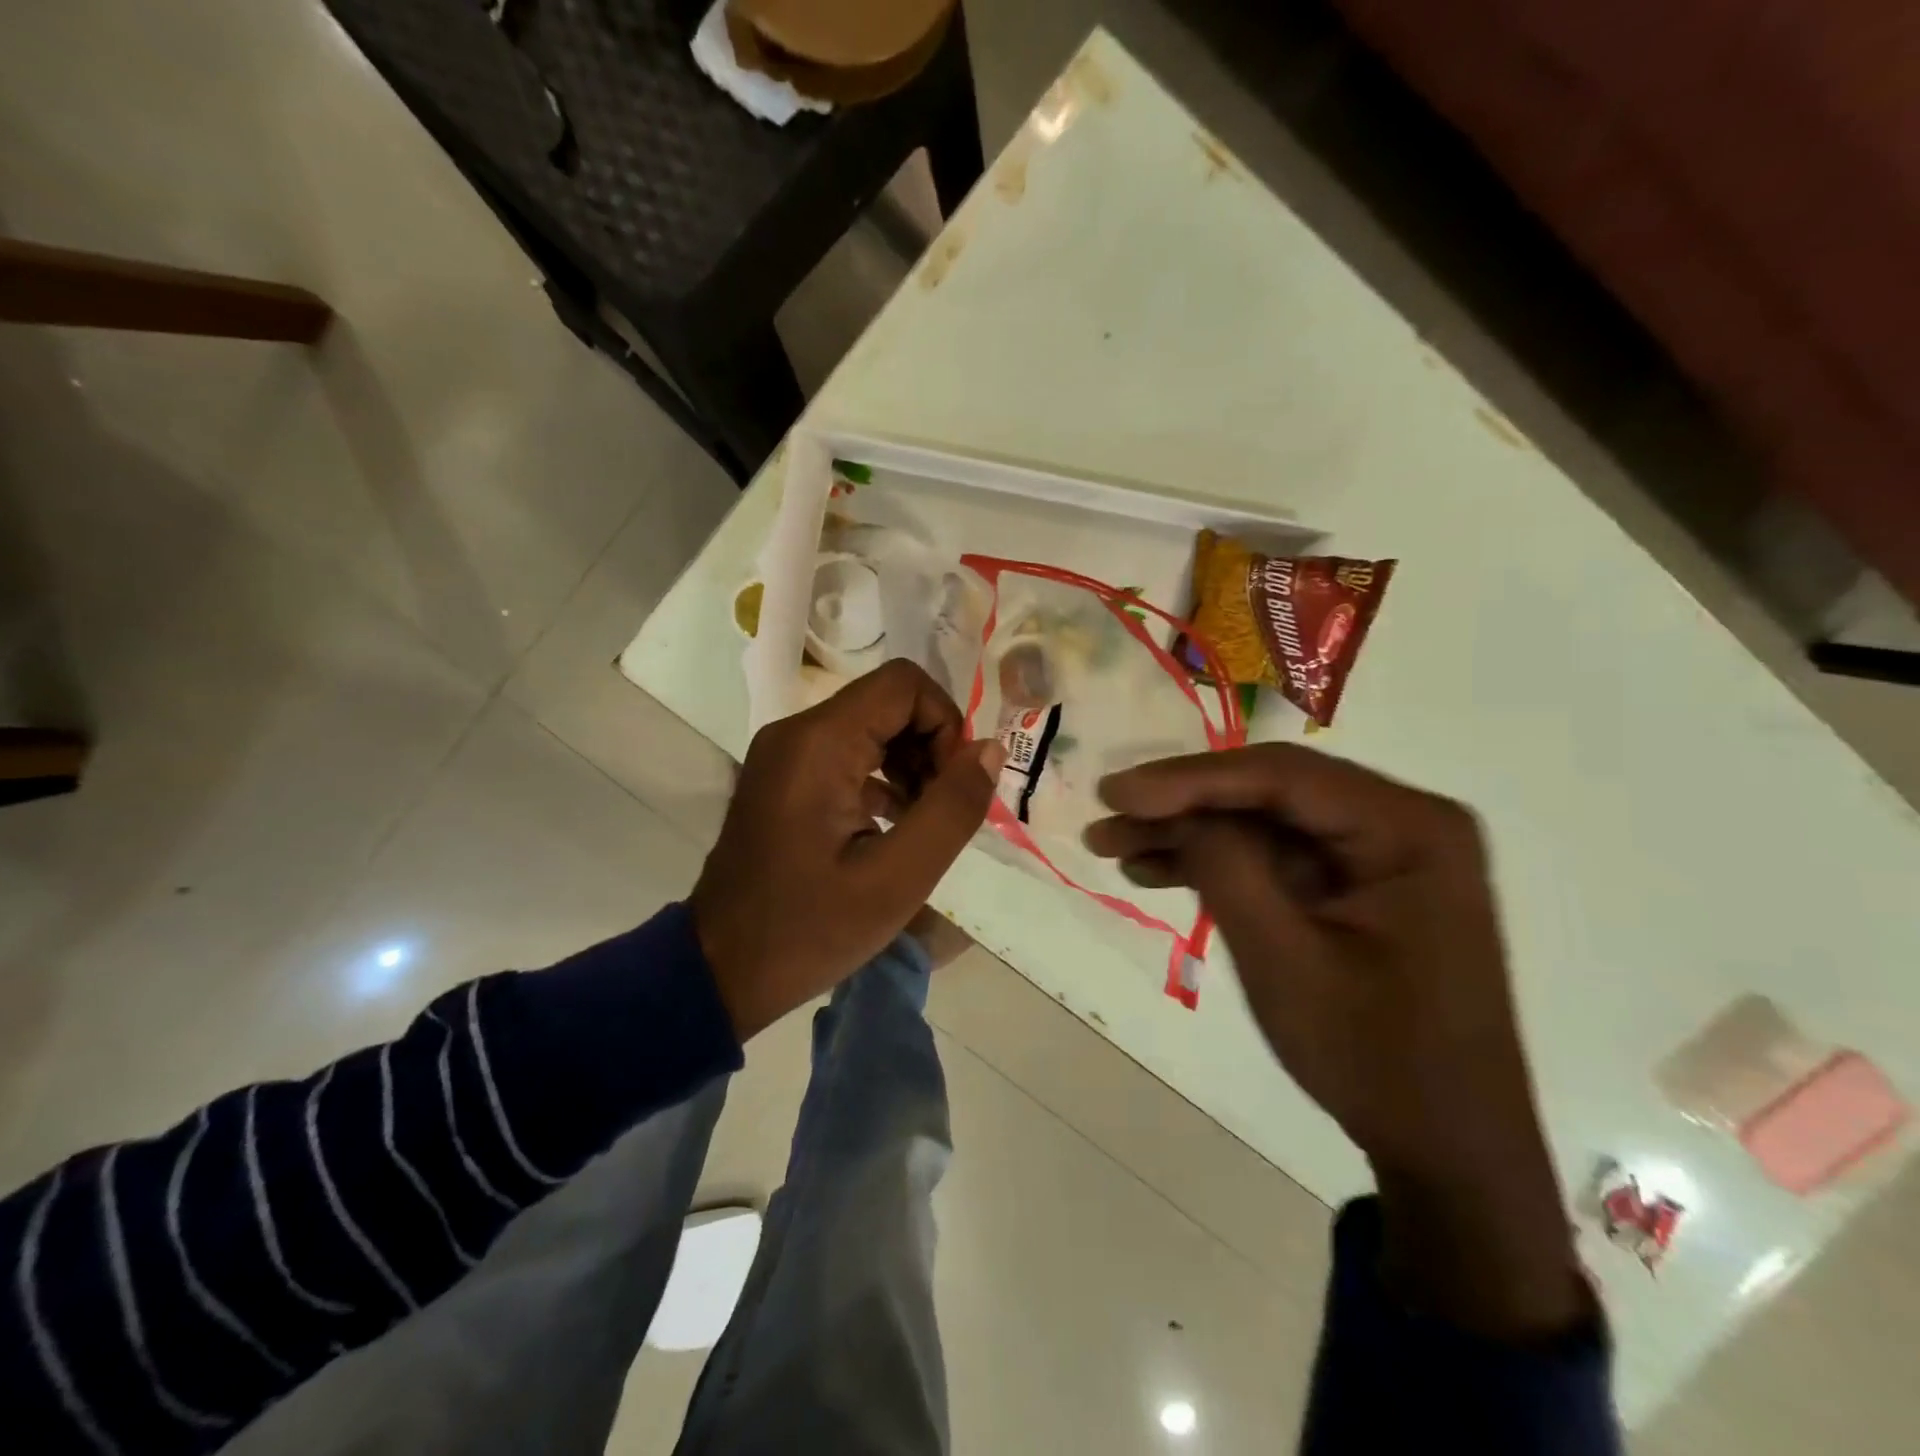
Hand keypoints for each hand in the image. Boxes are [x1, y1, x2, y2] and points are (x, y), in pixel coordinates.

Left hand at [691, 660, 1002, 1041]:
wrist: (720, 971)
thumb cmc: (810, 929)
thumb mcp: (896, 879)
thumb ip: (952, 809)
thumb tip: (991, 749)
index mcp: (819, 743)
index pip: (904, 684)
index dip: (946, 725)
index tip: (954, 788)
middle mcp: (797, 732)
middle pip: (889, 703)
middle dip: (931, 748)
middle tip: (942, 813)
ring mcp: (786, 754)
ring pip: (872, 727)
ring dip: (911, 765)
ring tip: (922, 826)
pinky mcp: (785, 778)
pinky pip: (848, 753)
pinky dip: (883, 779)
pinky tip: (895, 827)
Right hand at [1085, 745, 1584, 1338]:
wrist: (1447, 1148)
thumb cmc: (1374, 1057)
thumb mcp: (1285, 960)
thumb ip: (1226, 869)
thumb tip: (1175, 811)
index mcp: (1409, 828)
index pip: (1281, 777)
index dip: (1188, 779)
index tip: (1114, 793)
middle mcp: (1400, 822)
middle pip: (1268, 792)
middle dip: (1181, 806)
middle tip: (1106, 818)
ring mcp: (1377, 853)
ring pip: (1262, 821)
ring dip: (1188, 834)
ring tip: (1114, 847)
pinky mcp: (1354, 883)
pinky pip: (1275, 856)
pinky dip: (1217, 863)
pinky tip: (1156, 872)